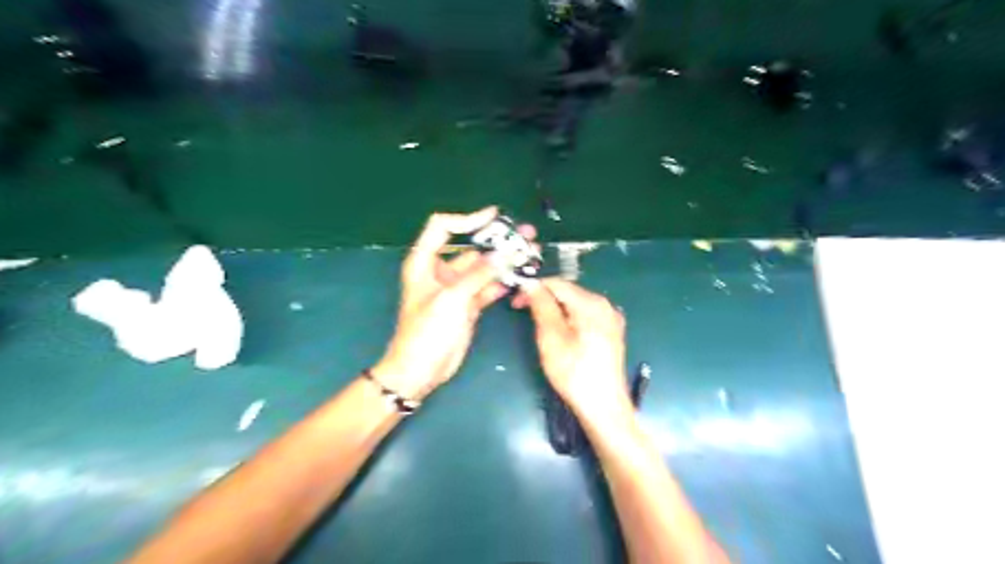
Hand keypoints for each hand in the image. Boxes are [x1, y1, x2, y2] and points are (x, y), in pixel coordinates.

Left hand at [371, 208, 537, 400]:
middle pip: (471, 247)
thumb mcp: (451, 299)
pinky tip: (521, 277)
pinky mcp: (469, 305)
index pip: (443, 227)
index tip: (494, 217)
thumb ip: (479, 275)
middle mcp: (441, 271)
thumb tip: (505, 254)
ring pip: (484, 268)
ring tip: (531, 254)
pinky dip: (503, 282)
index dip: (467, 218)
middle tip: (525, 234)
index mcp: (425, 262)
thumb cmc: (427, 332)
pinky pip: (488, 287)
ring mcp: (457, 288)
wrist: (421, 370)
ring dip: (505, 262)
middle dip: (497, 240)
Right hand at [514, 278, 629, 423]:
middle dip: (544, 299)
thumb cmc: (574, 372)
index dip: (533, 289)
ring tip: (539, 326)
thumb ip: (541, 306)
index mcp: (591, 303)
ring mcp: (611, 318)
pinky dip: (568, 319)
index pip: (557, 283)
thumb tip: (531, 284)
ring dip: (554, 310)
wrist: (604, 406)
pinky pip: (585, 316)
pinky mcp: (611, 332)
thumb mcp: (551, 338)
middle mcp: (605, 304)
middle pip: (567, 292)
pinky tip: (560, 334)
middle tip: (523, 314)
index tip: (515, 302)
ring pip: (575, 304)